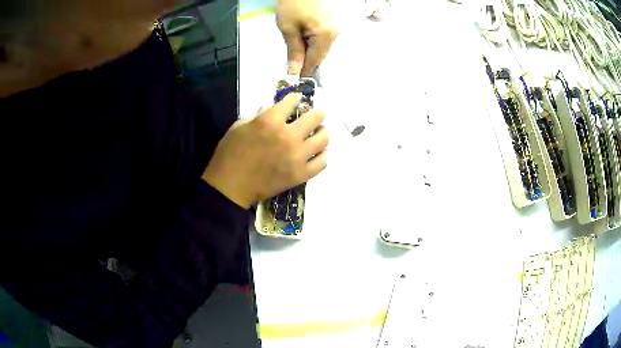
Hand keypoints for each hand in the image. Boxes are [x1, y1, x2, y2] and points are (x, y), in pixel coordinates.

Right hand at [203, 94, 328, 208]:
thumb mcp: (239, 126)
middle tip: (318, 114)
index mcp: (270, 121)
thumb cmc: (229, 154)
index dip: (296, 98)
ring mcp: (297, 157)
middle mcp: (288, 136)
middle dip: (318, 113)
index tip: (297, 99)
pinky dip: (323, 156)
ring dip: (323, 133)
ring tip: (320, 133)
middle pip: (315, 117)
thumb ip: (259, 115)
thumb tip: (273, 109)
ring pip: (323, 139)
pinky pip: (322, 163)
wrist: (230, 187)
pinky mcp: (300, 175)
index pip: (292, 101)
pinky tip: (319, 153)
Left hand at [276, 0, 337, 76]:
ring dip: (310, 54)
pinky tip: (304, 44)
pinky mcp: (331, 24)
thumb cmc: (293, 5)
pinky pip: (323, 41)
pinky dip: (313, 45)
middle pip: (321, 56)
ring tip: (297, 55)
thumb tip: (294, 71)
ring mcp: (334, 29)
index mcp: (325, 36)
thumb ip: (294, 50)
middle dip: (307, 63)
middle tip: (294, 69)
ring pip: (322, 49)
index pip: (315, 61)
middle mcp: (334, 34)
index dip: (305, 71)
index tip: (296, 82)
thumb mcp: (289, 28)